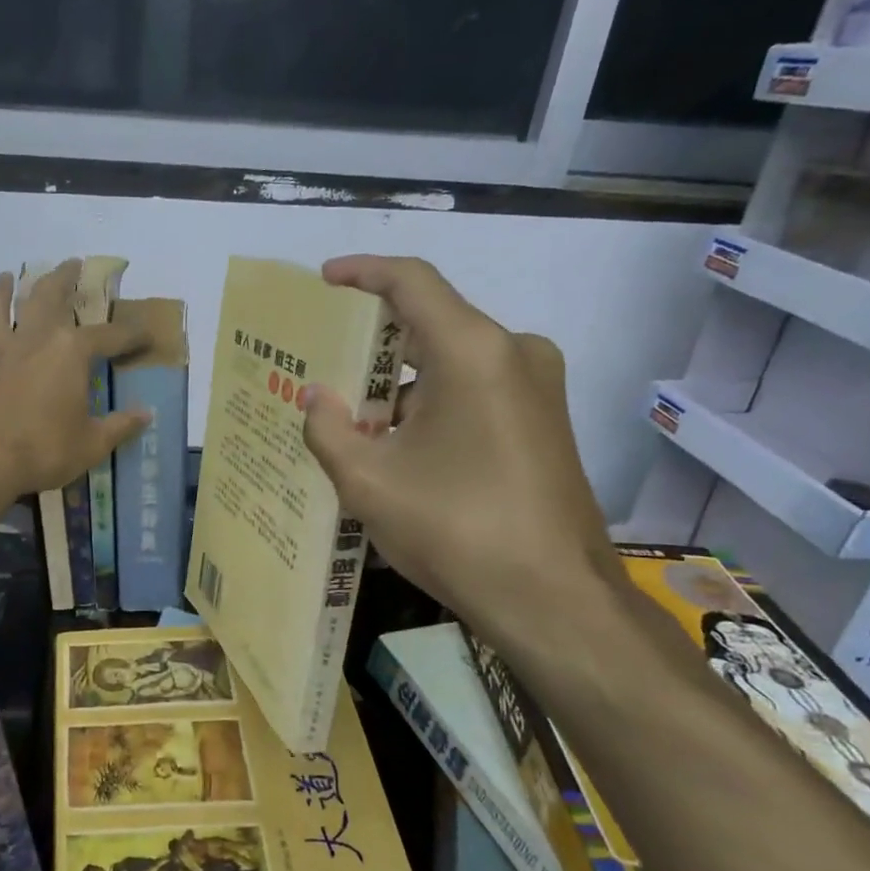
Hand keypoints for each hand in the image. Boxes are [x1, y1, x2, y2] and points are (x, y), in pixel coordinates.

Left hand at [0, 260, 151, 497]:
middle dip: (61, 278)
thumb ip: (120, 426)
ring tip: (6, 277)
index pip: (108, 336)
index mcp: (68, 353)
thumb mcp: (92, 444)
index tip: (146, 333)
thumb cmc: (44, 450)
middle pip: (45, 298)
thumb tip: (145, 414)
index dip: (130, 334)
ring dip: (2, 292)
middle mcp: (32, 343)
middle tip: (70, 263)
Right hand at [300, 255, 623, 654]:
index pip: (411, 282)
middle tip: (324, 367)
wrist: (553, 598)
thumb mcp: (368, 481)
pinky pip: (477, 389)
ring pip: (452, 362)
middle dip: (373, 345)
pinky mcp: (544, 420)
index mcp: (473, 351)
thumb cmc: (454, 529)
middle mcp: (514, 353)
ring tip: (350, 420)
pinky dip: (432, 404)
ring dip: (401, 384)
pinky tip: (397, 445)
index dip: (363, 272)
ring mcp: (538, 387)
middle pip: (431, 323)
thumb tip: (316, 397)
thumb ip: (327, 428)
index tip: (325, 280)